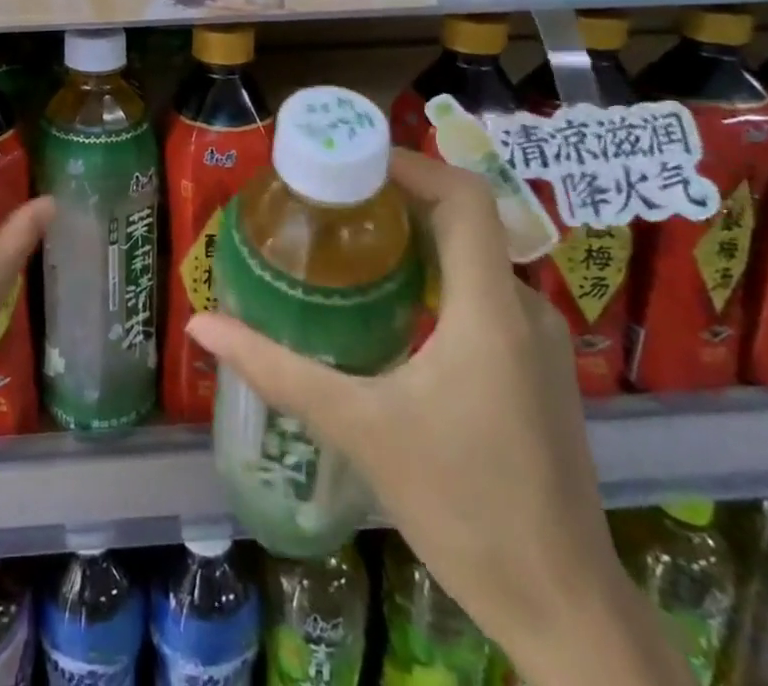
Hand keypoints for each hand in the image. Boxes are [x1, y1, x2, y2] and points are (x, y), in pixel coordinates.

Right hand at [188, 149, 677, 685]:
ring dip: (418, 234)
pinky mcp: (539, 371)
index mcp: (490, 311)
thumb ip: (277, 370)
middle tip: (333, 194)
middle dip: (399, 195)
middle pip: (465, 219)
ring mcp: (540, 343)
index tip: (351, 158)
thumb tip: (202, 324)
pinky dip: (439, 273)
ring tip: (352, 239)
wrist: (565, 610)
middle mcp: (524, 310)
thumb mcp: (358, 429)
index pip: (463, 198)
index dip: (410, 164)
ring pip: (476, 256)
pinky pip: (485, 292)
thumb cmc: (463, 507)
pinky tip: (394, 302)